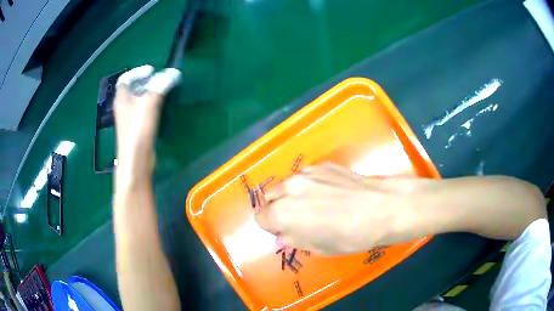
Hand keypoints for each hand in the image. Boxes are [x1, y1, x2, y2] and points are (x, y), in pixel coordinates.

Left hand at [114, 65, 180, 179]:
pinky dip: (151, 105)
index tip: (152, 71)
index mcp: (122, 98)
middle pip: (132, 89)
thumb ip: (160, 86)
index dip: (137, 72)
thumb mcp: (149, 103)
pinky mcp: (136, 129)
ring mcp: (129, 119)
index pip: (125, 78)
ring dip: (149, 93)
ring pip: (138, 100)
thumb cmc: (138, 129)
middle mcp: (123, 107)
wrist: (136, 160)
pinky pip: (142, 111)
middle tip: (160, 79)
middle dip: (146, 81)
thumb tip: (173, 72)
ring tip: (163, 91)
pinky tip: (160, 108)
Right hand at [255, 164, 429, 254]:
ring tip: (316, 204)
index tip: (285, 230)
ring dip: (293, 195)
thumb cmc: (350, 236)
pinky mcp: (322, 165)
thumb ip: (294, 240)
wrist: (381, 208)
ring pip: (287, 185)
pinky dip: (310, 185)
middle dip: (279, 209)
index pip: (260, 218)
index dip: (271, 226)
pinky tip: (330, 193)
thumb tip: (282, 236)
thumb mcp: (318, 247)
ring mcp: (306, 173)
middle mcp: (289, 188)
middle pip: (270, 198)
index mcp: (283, 213)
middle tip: (299, 218)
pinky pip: (306, 176)